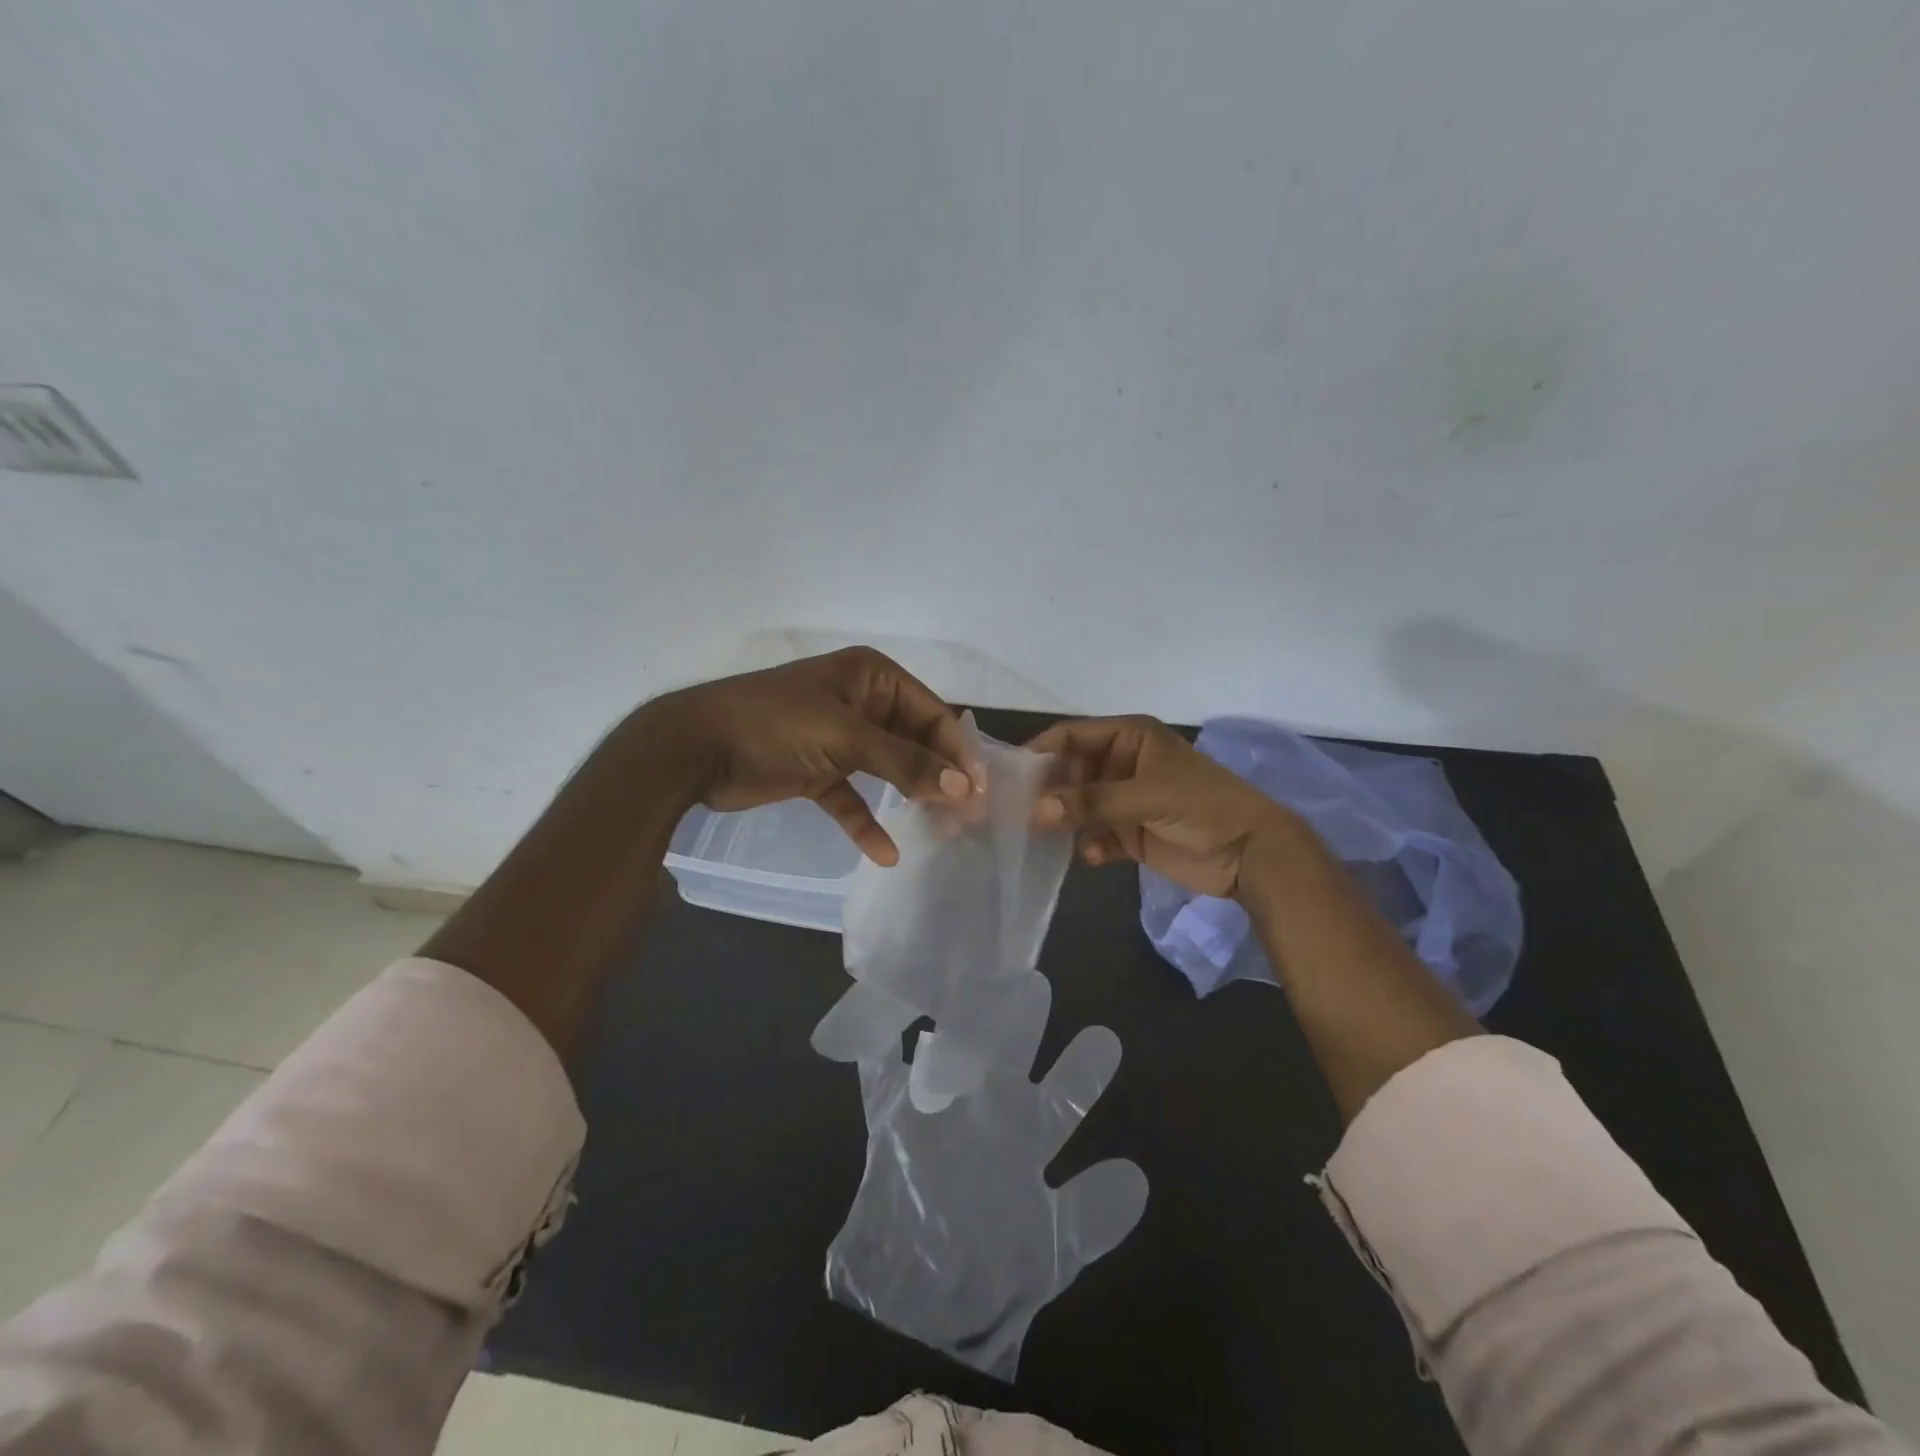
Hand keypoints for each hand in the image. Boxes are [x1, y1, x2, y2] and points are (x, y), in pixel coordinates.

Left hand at [637, 647, 978, 865]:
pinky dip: (866, 821)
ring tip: (940, 832)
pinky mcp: (817, 770)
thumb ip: (906, 762)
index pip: (932, 713)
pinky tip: (884, 853)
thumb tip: (963, 788)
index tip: (980, 793)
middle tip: (965, 818)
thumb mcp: (846, 737)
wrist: (693, 747)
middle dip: (937, 778)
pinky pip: (852, 797)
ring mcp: (838, 738)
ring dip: (909, 798)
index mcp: (872, 676)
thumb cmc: (776, 724)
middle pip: (914, 742)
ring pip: (888, 769)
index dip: (958, 751)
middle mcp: (861, 702)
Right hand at [1028, 715, 1298, 897]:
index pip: (1073, 735)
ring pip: (1082, 805)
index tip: (1008, 774)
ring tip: (1039, 837)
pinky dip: (1090, 845)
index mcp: (1130, 738)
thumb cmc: (1203, 807)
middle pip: (1072, 771)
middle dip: (1049, 790)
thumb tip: (1037, 811)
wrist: (1252, 854)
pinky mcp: (1133, 834)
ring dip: (1065, 820)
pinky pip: (1099, 835)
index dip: (1042, 750)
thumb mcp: (1147, 796)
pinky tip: (1089, 857)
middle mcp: (1124, 764)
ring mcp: (1127, 800)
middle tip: (1016, 812)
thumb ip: (1092, 802)